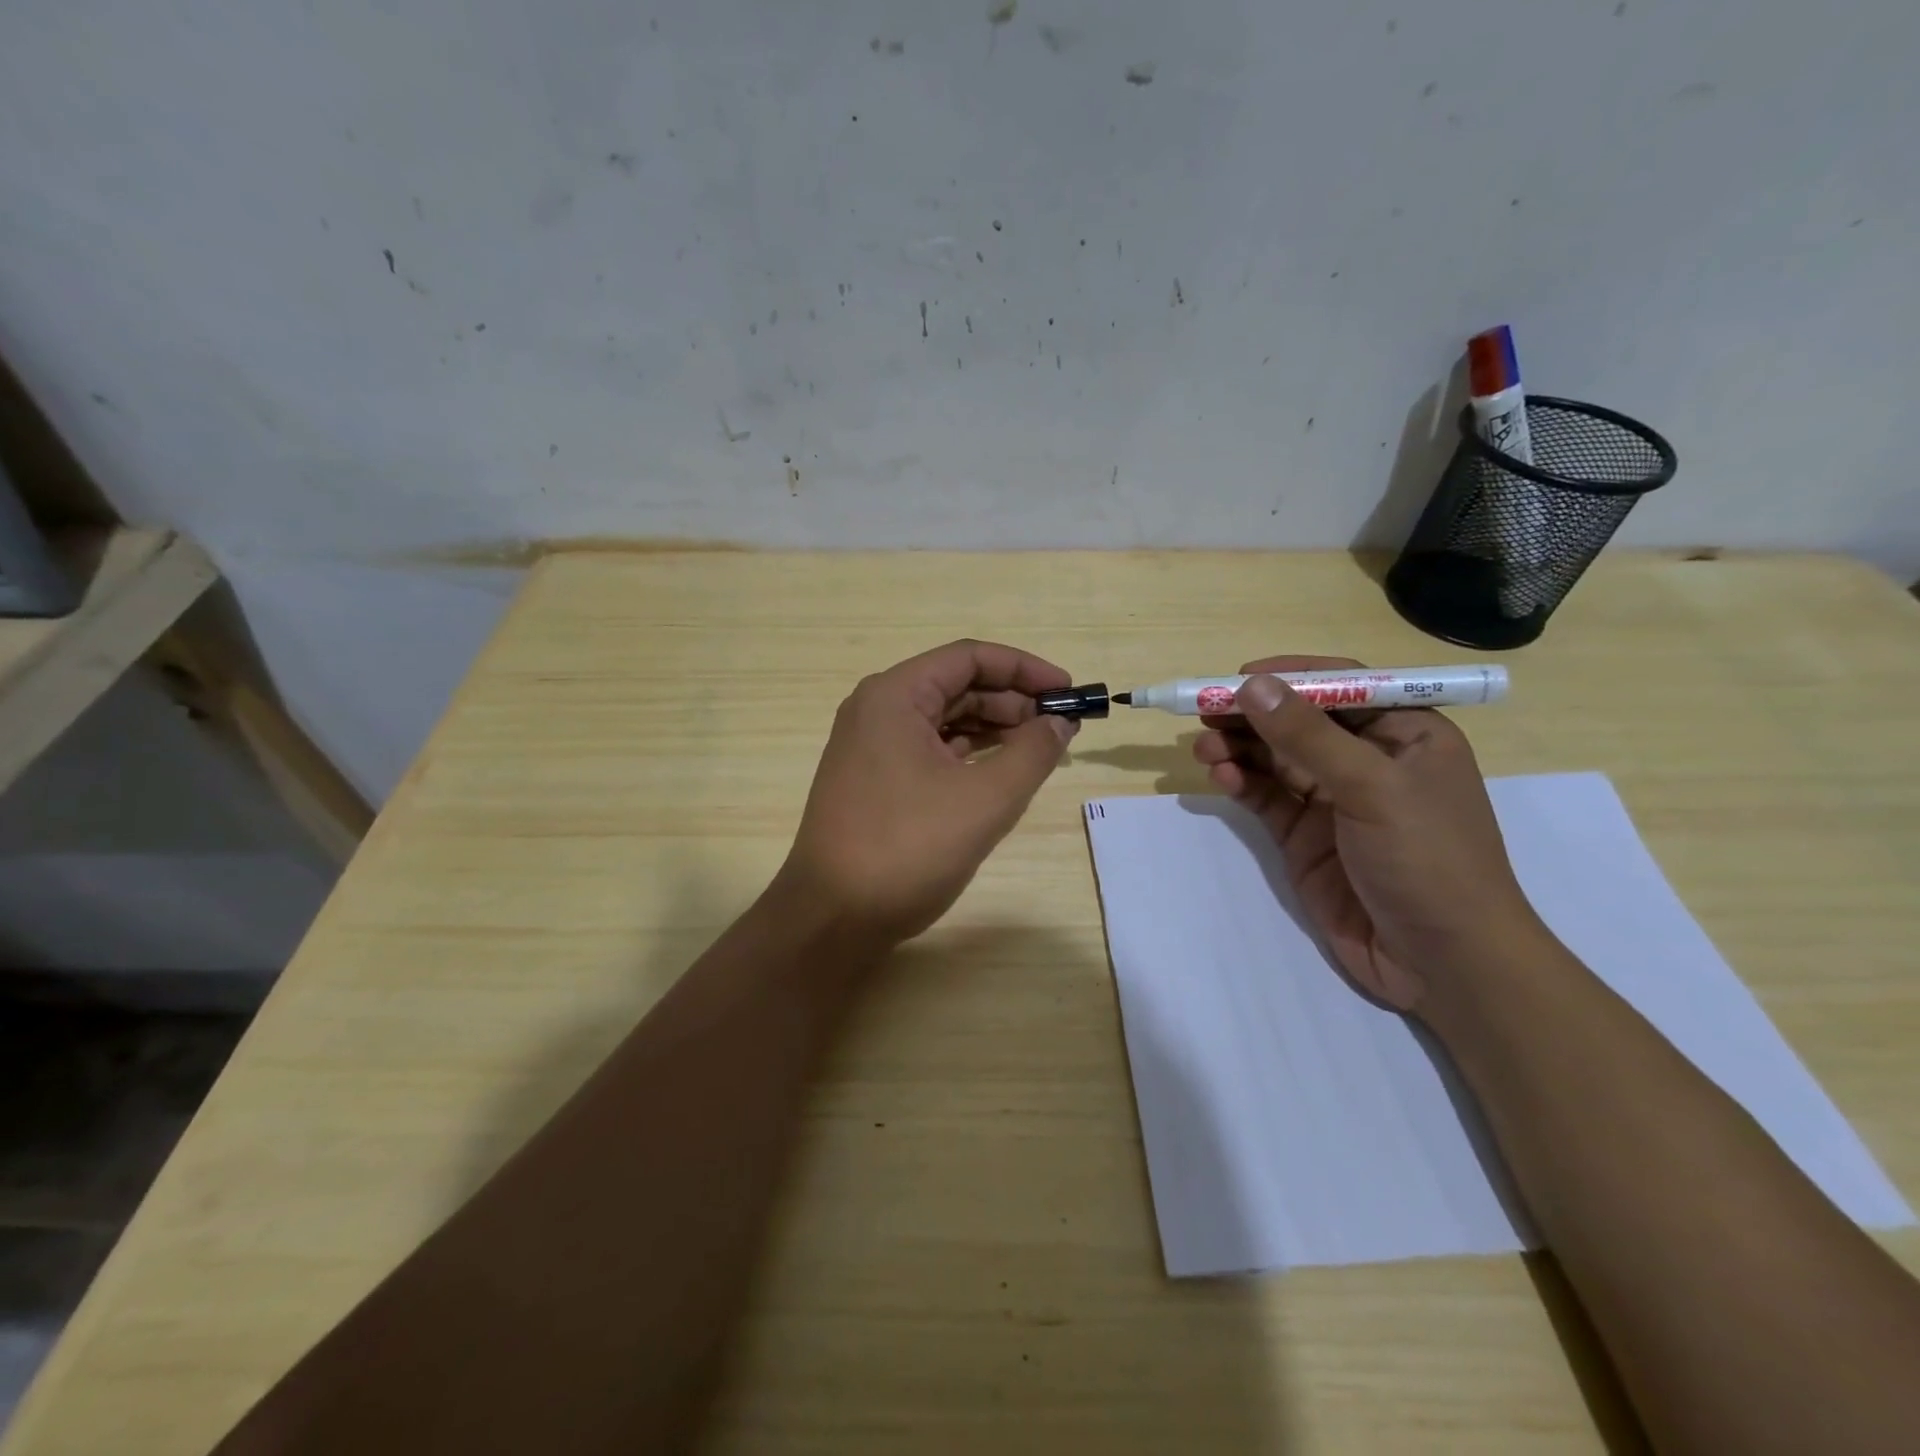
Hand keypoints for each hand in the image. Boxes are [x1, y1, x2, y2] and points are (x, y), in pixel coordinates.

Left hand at [779, 640, 1077, 945]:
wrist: (832, 918)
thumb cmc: (907, 849)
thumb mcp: (985, 799)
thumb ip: (1032, 752)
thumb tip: (1059, 722)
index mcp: (894, 696)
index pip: (970, 657)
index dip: (1026, 669)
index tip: (1068, 692)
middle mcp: (877, 709)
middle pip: (956, 685)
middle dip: (1012, 701)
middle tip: (1060, 727)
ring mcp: (870, 746)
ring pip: (943, 720)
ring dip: (993, 729)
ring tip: (1039, 749)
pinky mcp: (873, 779)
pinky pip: (929, 750)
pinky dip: (968, 755)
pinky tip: (1000, 772)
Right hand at [1191, 655, 1539, 1013]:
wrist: (1441, 962)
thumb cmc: (1428, 860)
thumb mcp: (1373, 788)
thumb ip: (1309, 736)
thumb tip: (1254, 685)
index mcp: (1405, 734)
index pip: (1342, 687)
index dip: (1289, 677)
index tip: (1238, 678)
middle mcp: (1367, 760)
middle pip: (1299, 720)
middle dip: (1253, 715)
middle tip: (1205, 713)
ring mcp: (1333, 799)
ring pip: (1275, 758)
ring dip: (1239, 748)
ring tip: (1204, 750)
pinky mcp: (1304, 836)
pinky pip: (1266, 797)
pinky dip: (1242, 783)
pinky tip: (1222, 778)